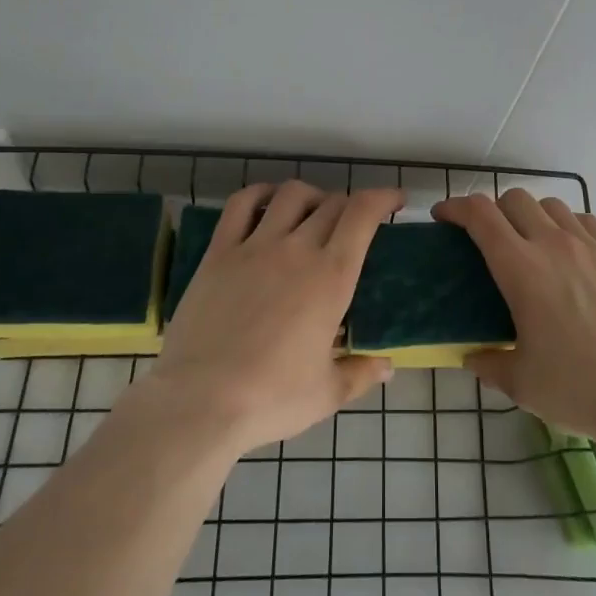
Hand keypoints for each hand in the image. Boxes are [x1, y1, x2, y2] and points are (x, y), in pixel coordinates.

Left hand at [148, 181, 400, 455]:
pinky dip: (260, 193)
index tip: (396, 201)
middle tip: (353, 224)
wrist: (200, 401)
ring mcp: (255, 246)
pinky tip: (267, 203)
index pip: (363, 214)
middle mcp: (297, 249)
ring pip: (290, 195)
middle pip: (332, 203)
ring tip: (313, 212)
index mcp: (332, 277)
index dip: (383, 197)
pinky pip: (241, 205)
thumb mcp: (327, 394)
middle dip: (350, 205)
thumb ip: (361, 374)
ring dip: (311, 196)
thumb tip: (388, 367)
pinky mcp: (219, 252)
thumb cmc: (271, 398)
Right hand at [433, 190, 595, 446]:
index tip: (443, 217)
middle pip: (514, 199)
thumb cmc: (576, 387)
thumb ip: (489, 363)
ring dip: (531, 214)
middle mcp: (553, 245)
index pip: (480, 215)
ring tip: (529, 242)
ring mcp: (590, 247)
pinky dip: (567, 225)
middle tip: (486, 237)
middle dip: (492, 209)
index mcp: (521, 268)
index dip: (455, 207)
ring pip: (551, 205)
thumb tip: (472, 357)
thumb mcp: (520, 383)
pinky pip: (586, 221)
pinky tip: (569, 251)